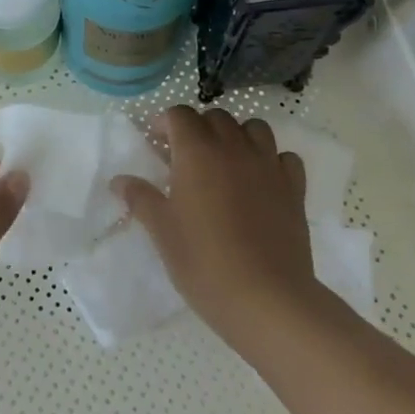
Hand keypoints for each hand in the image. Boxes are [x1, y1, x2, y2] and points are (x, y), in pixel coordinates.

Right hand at [111, 106, 313, 338]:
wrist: (266, 298)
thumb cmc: (203, 261)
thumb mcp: (162, 230)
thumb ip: (140, 198)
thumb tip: (119, 181)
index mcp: (197, 152)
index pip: (180, 115)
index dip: (165, 123)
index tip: (157, 144)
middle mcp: (234, 148)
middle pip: (216, 117)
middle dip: (199, 128)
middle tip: (186, 157)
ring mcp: (269, 166)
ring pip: (254, 128)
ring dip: (237, 136)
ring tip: (226, 163)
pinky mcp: (294, 188)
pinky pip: (284, 157)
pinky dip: (271, 160)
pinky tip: (261, 181)